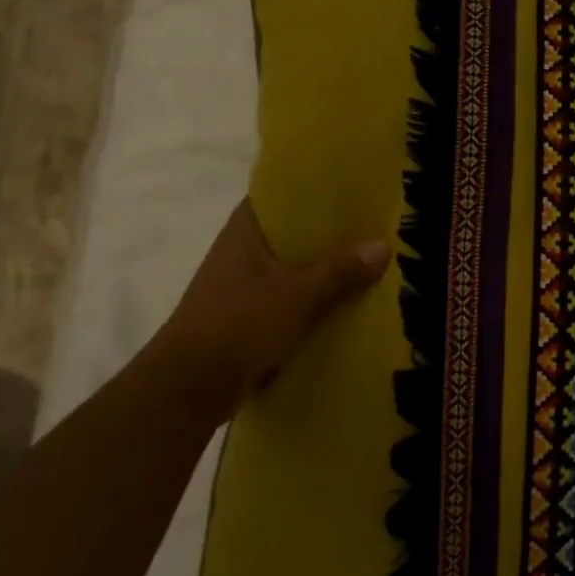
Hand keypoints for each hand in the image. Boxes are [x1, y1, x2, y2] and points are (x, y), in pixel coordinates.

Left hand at [144, 200, 390, 418]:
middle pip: (290, 233)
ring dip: (322, 268)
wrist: (191, 387)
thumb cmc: (239, 324)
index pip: (278, 195)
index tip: (348, 189)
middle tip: (371, 225)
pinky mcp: (246, 317)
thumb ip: (341, 272)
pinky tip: (345, 302)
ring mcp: (241, 286)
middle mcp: (239, 252)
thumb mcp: (298, 295)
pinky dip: (313, 298)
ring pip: (291, 268)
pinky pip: (289, 297)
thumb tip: (383, 246)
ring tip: (367, 262)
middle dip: (327, 233)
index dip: (311, 190)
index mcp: (244, 233)